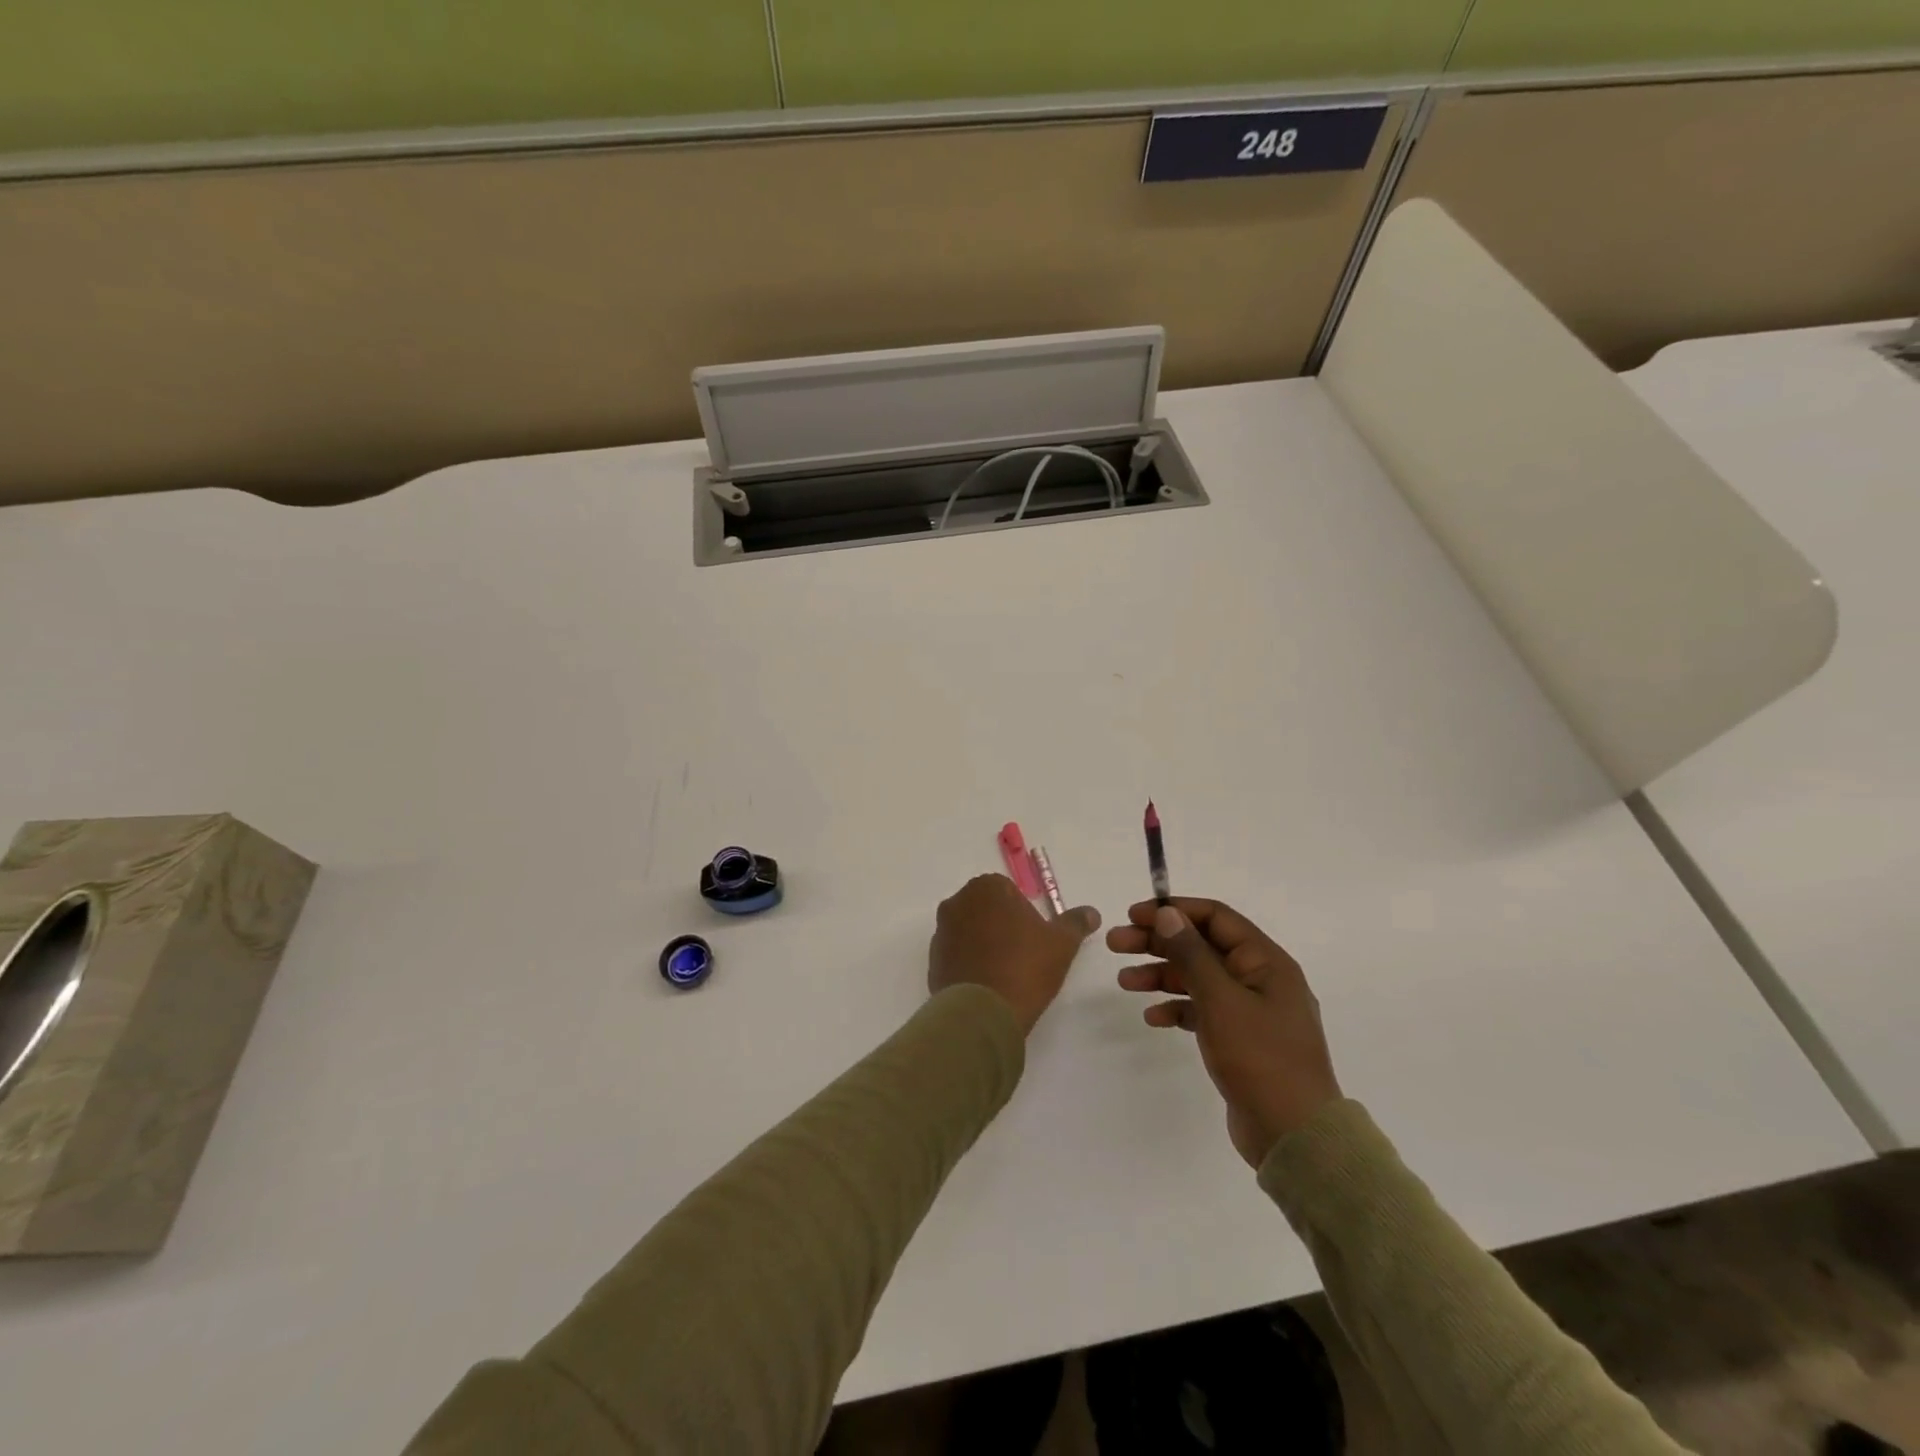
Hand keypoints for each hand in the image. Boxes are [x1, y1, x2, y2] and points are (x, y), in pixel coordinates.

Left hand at [929, 875, 1100, 1035]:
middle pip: (987, 908)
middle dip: (1002, 925)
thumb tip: (1091, 912)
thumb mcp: (1061, 944)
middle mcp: (958, 902)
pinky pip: (957, 954)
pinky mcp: (933, 959)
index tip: (1034, 938)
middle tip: (1023, 954)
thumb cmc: (1025, 967)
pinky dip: (970, 962)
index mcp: (987, 888)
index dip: (1024, 914)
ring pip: (970, 930)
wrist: (983, 1012)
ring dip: (984, 943)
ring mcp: (942, 931)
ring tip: (1005, 972)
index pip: (1009, 891)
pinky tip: (987, 984)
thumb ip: (1075, 923)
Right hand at [1108, 899, 1340, 1167]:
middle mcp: (1260, 979)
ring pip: (1198, 979)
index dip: (1173, 911)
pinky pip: (1203, 1010)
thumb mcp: (1221, 1000)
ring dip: (1161, 975)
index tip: (1134, 915)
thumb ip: (1192, 954)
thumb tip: (1168, 913)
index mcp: (1266, 961)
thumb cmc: (1260, 1058)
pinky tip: (1153, 1017)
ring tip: (1124, 982)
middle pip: (1202, 946)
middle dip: (1158, 943)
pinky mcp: (1241, 1040)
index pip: (1215, 918)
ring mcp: (1251, 1011)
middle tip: (1115, 944)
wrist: (1295, 1137)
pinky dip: (1177, 1008)